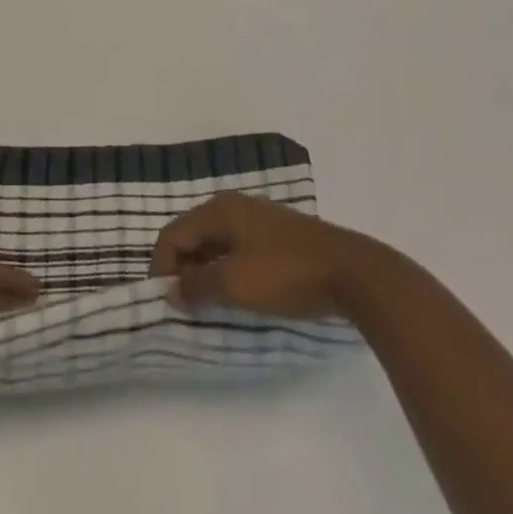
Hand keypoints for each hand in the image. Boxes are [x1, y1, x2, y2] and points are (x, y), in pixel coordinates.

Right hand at [150, 193, 372, 315]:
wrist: (350, 271)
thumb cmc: (286, 273)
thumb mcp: (235, 284)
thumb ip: (198, 287)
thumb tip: (171, 290)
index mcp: (218, 210)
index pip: (173, 234)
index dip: (162, 267)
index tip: (165, 303)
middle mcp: (233, 207)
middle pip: (192, 236)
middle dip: (182, 269)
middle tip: (184, 306)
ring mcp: (256, 219)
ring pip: (215, 244)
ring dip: (204, 272)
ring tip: (207, 305)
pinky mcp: (275, 236)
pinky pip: (236, 249)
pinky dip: (226, 270)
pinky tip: (236, 295)